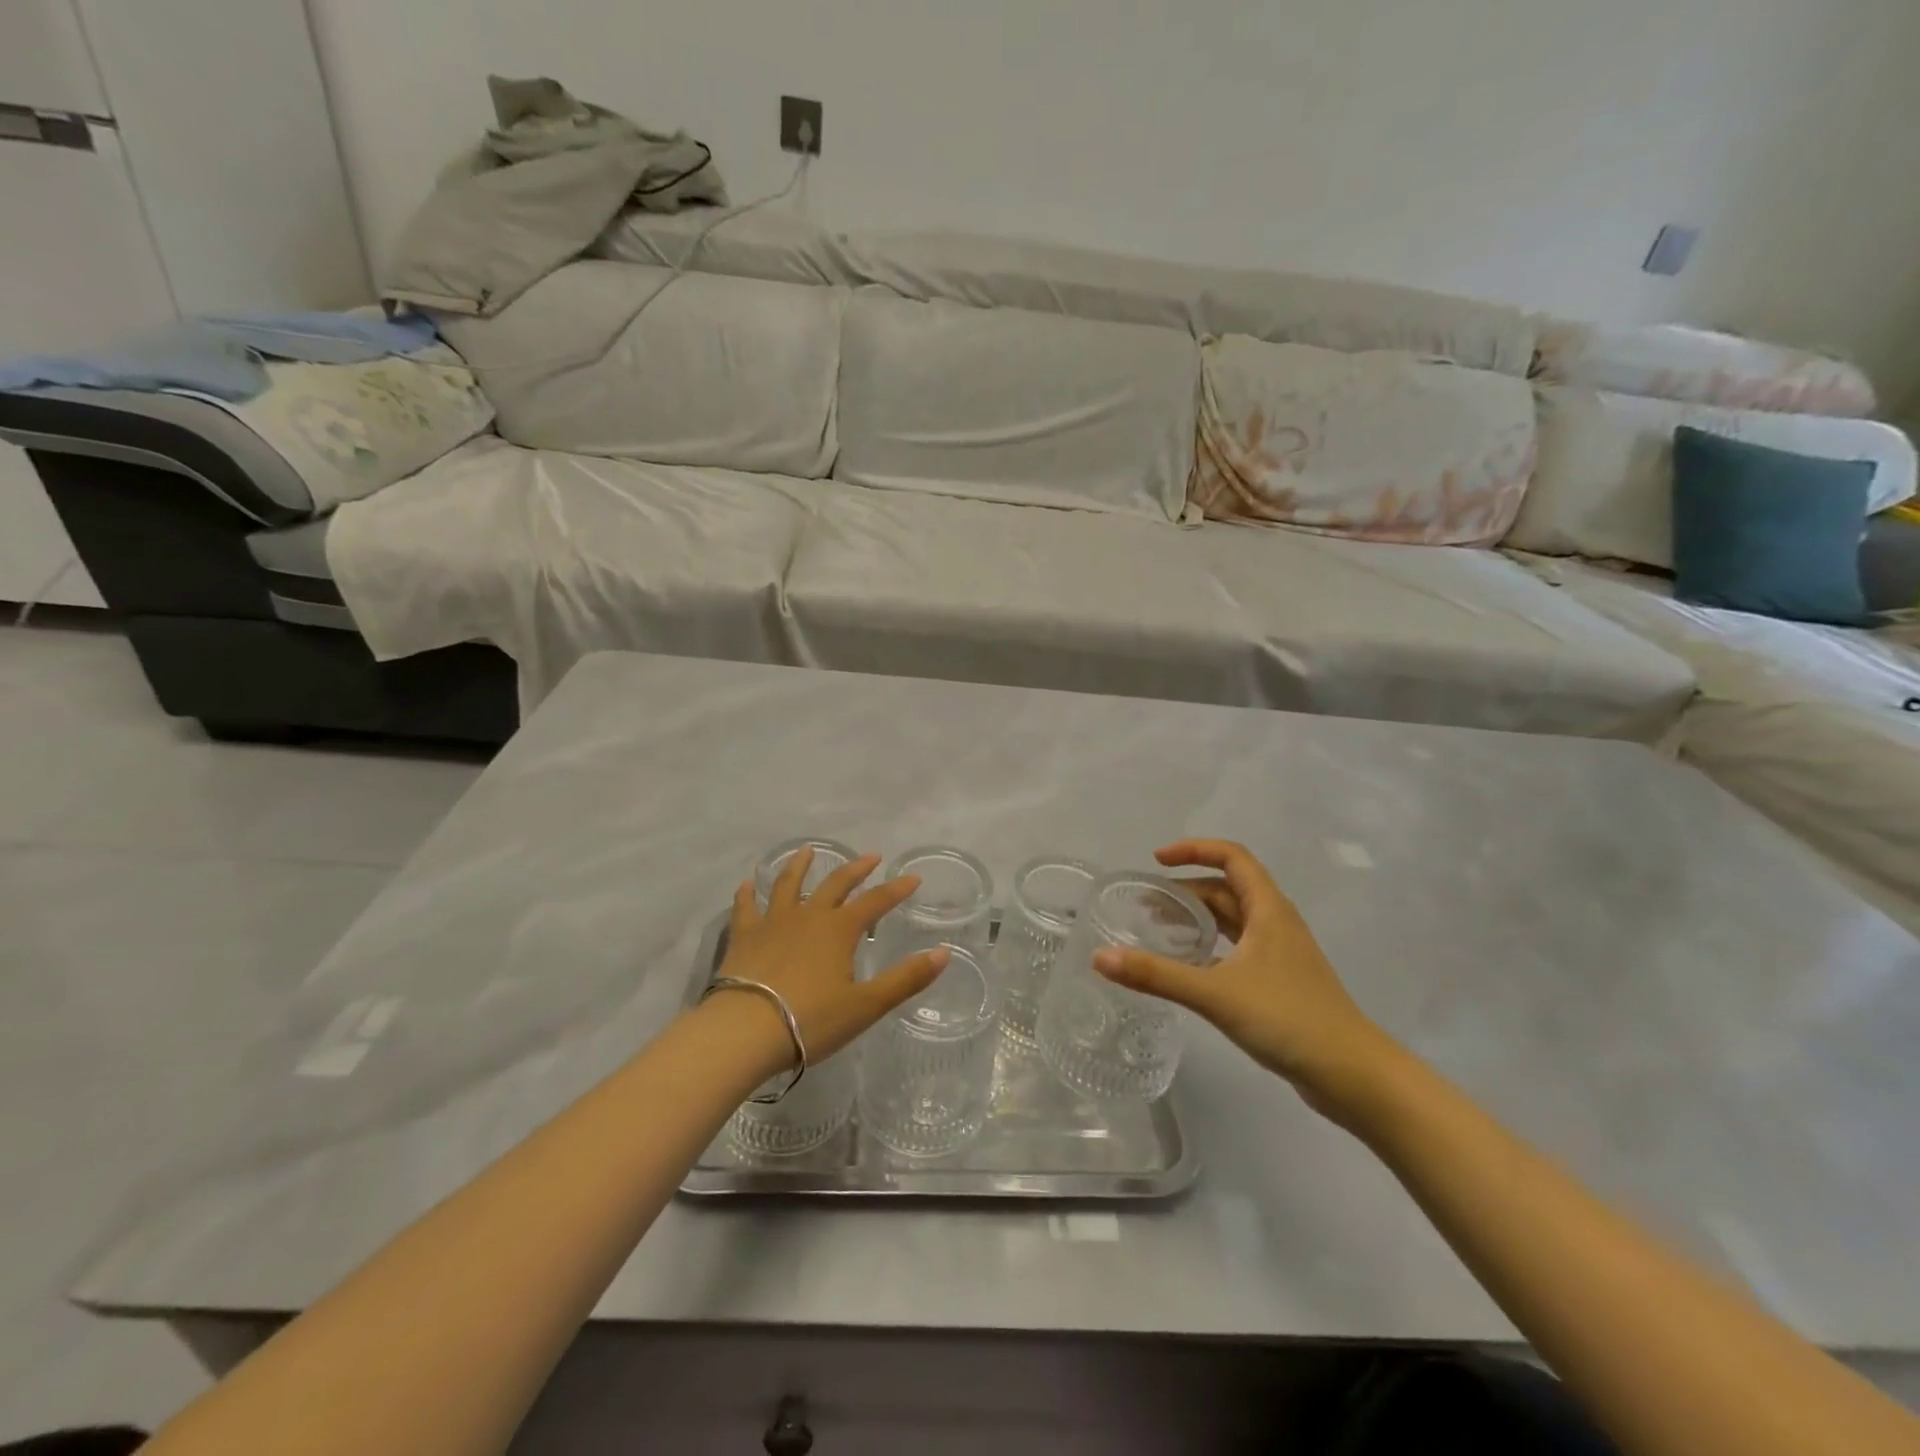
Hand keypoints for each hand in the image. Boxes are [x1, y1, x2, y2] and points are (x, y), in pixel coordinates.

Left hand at [711, 847, 948, 1068]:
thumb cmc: (811, 1021)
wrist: (745, 1031)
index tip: (912, 878)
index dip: (896, 890)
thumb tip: (944, 952)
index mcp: (839, 930)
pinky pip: (745, 908)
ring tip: (807, 851)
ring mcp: (772, 923)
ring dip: (800, 866)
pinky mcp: (743, 937)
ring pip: (788, 885)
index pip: (875, 902)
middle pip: (835, 885)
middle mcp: (808, 916)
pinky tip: (746, 885)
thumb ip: (906, 979)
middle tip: (870, 856)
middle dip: (855, 869)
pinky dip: (747, 894)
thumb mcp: (867, 1005)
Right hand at [1092, 840, 1399, 1116]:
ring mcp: (1281, 954)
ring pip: (1232, 920)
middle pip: (1227, 889)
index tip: (1157, 861)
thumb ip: (1157, 975)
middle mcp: (1276, 923)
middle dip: (1185, 890)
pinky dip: (1210, 946)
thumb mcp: (1215, 993)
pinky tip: (1189, 968)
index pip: (1231, 857)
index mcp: (1268, 910)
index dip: (1194, 850)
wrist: (1353, 1075)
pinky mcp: (1280, 982)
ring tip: (1158, 929)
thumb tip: (1099, 958)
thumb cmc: (1288, 1019)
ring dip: (1197, 917)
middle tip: (1145, 905)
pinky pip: (1237, 948)